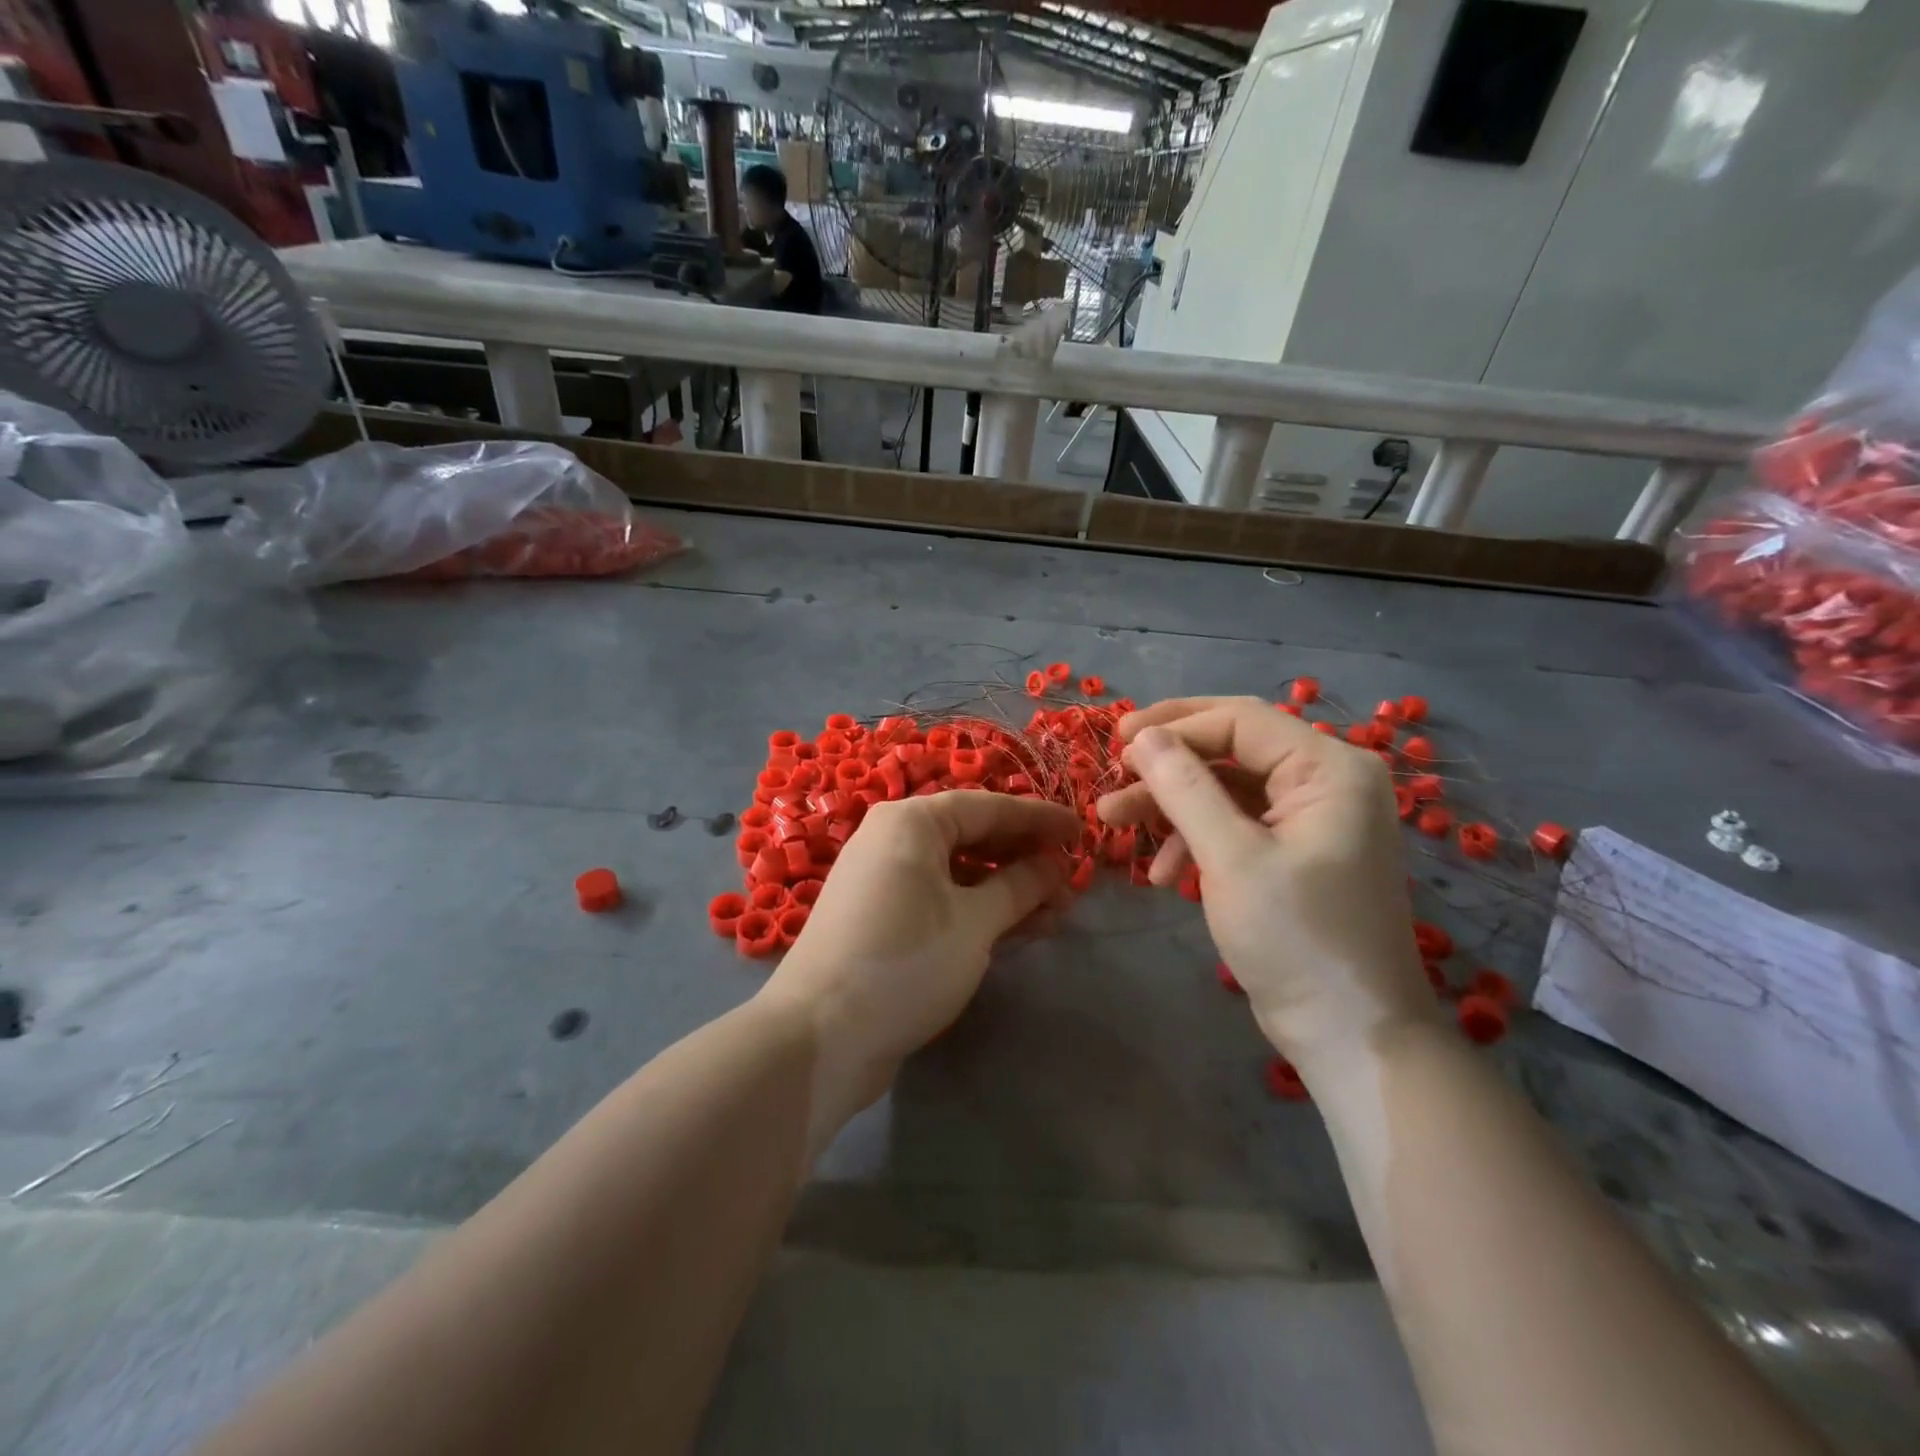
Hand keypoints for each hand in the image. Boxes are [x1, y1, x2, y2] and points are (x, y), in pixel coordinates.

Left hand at [758, 790, 1079, 1124]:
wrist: (820, 1036)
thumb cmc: (905, 962)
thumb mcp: (975, 922)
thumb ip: (1020, 886)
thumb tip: (1055, 864)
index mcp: (911, 822)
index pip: (989, 806)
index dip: (1039, 819)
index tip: (1082, 833)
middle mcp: (893, 839)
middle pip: (973, 836)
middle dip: (1024, 858)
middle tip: (1070, 881)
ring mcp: (883, 880)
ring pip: (959, 871)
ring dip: (1007, 890)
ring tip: (1056, 913)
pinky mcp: (881, 917)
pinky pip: (940, 898)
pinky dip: (978, 909)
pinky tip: (1018, 930)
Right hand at [1095, 697, 1436, 1072]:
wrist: (1350, 1035)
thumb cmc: (1297, 940)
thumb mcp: (1232, 858)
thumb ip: (1185, 788)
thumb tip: (1143, 737)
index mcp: (1329, 769)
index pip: (1240, 721)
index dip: (1174, 726)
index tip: (1116, 742)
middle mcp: (1326, 782)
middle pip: (1231, 749)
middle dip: (1168, 764)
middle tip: (1113, 774)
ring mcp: (1311, 819)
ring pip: (1226, 788)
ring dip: (1171, 805)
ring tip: (1113, 823)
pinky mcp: (1295, 853)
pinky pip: (1236, 825)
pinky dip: (1195, 840)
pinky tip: (1164, 875)